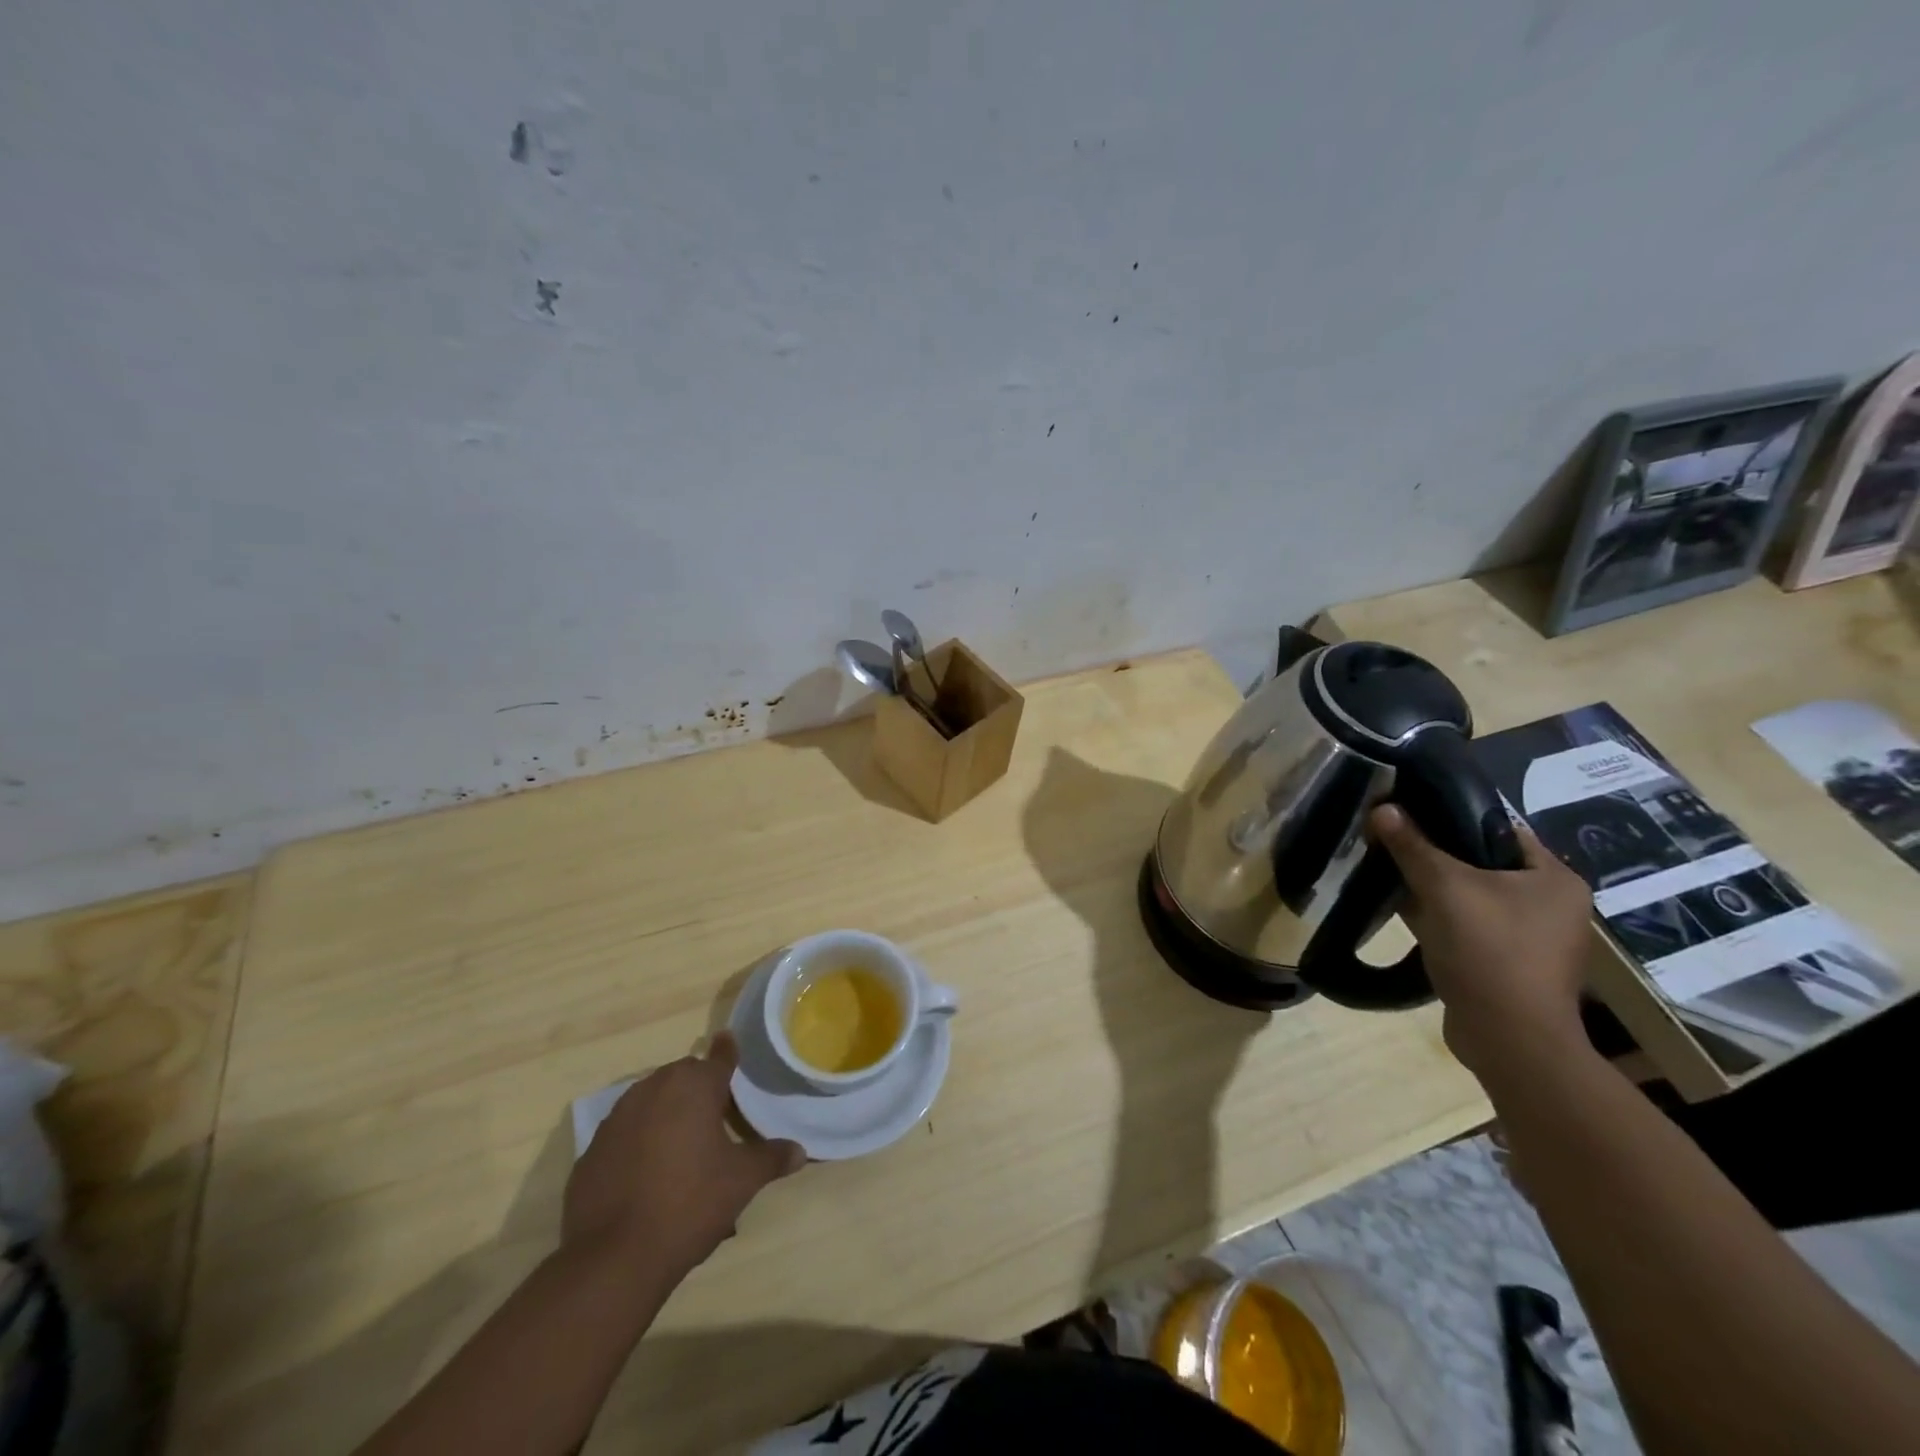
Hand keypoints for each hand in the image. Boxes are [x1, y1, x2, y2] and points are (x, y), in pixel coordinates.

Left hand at [563, 1033, 804, 1286]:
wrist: (613, 1258)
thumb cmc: (689, 1204)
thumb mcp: (742, 1181)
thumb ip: (771, 1159)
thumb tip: (800, 1152)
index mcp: (693, 1087)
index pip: (718, 1057)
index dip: (727, 1052)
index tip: (729, 1042)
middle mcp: (653, 1089)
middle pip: (682, 1077)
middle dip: (698, 1088)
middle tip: (716, 1114)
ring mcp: (616, 1119)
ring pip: (650, 1101)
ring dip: (667, 1112)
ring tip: (683, 1144)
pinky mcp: (591, 1151)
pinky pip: (624, 1133)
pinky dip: (638, 1141)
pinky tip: (647, 1173)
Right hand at [1369, 805, 1593, 1076]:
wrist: (1508, 1038)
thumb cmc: (1489, 950)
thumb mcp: (1444, 888)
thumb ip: (1412, 846)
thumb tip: (1382, 808)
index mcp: (1554, 879)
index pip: (1499, 828)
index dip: (1452, 815)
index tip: (1409, 810)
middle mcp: (1550, 905)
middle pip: (1481, 862)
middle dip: (1434, 853)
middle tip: (1392, 840)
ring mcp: (1529, 938)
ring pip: (1469, 896)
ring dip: (1432, 886)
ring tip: (1388, 869)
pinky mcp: (1505, 963)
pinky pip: (1465, 925)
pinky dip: (1436, 916)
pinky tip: (1401, 908)